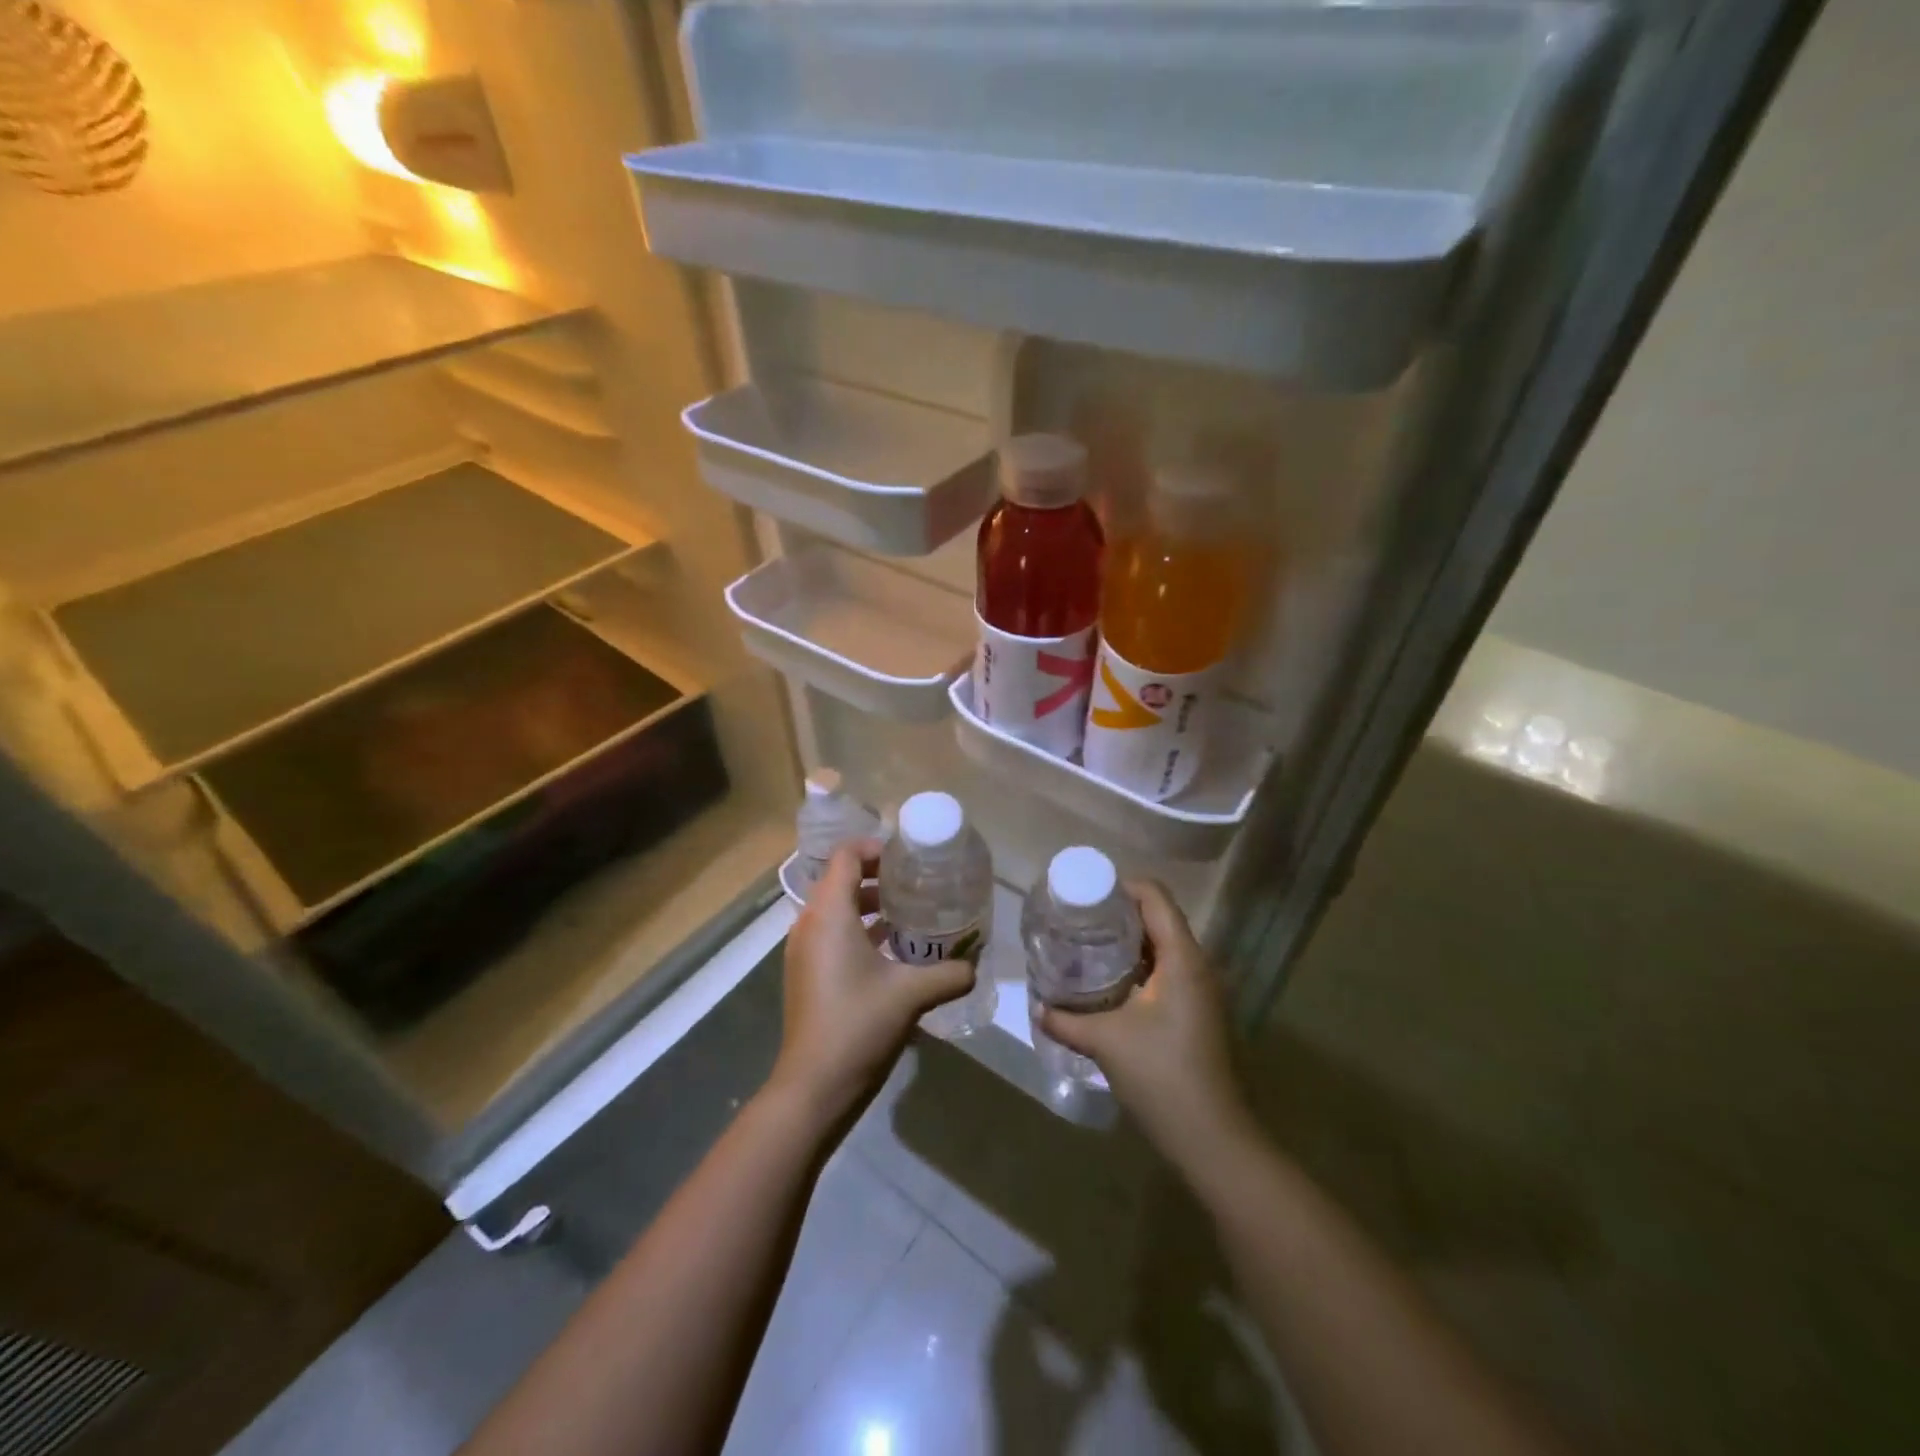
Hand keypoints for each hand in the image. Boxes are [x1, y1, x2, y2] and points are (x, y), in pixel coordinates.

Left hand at [768, 839, 974, 1128]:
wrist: (814, 1085)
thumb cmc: (859, 1025)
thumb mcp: (912, 994)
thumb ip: (950, 973)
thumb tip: (975, 965)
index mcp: (829, 914)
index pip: (846, 856)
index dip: (875, 848)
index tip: (909, 857)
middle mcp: (809, 923)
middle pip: (840, 880)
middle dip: (878, 876)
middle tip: (917, 883)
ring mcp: (803, 950)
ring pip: (835, 909)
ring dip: (869, 905)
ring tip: (910, 914)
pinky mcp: (805, 973)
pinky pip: (831, 934)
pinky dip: (858, 930)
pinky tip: (892, 951)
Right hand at [1041, 880, 1253, 1175]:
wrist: (1212, 1139)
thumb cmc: (1161, 1076)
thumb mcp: (1106, 1041)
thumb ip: (1066, 1020)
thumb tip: (1037, 1006)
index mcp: (1182, 958)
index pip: (1155, 897)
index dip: (1120, 886)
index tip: (1084, 894)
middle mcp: (1197, 965)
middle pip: (1158, 918)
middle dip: (1118, 914)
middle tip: (1077, 919)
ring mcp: (1201, 991)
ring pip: (1162, 947)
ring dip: (1128, 942)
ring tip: (1086, 945)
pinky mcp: (1197, 1012)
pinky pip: (1166, 971)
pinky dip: (1138, 966)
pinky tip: (1108, 982)